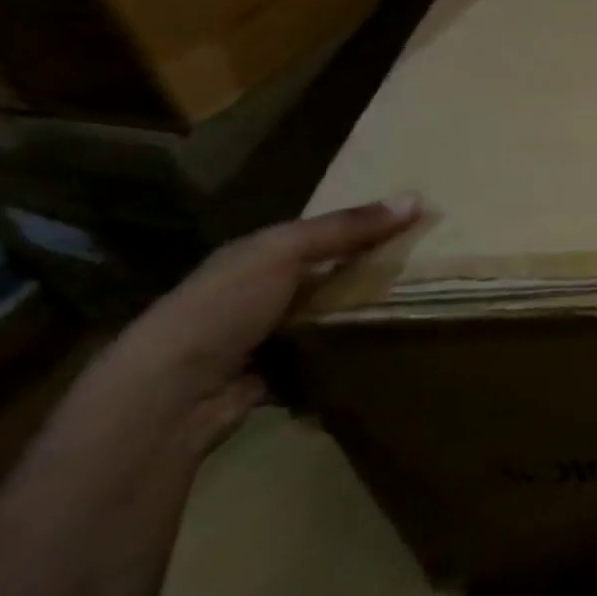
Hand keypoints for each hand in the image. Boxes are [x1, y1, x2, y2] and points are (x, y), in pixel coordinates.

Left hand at [107, 196, 421, 450]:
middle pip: (324, 276)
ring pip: (324, 318)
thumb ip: (345, 227)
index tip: (415, 224)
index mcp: (252, 257)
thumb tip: (418, 198)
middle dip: (366, 273)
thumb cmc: (223, 308)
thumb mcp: (284, 252)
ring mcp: (261, 339)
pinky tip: (382, 349)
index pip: (317, 234)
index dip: (363, 226)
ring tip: (416, 308)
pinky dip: (345, 355)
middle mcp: (254, 294)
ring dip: (357, 317)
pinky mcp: (272, 378)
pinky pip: (321, 359)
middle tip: (427, 269)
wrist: (169, 397)